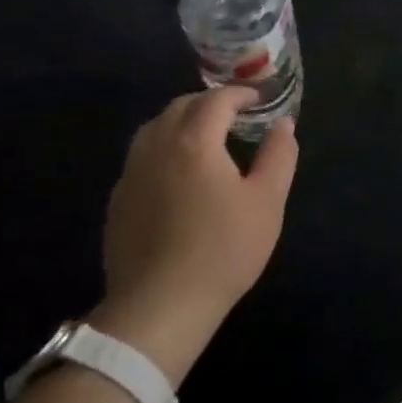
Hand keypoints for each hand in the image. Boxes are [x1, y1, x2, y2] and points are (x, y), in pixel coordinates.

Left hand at [91, 88, 298, 384]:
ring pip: (154, 128)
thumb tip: (283, 124)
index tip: (258, 100)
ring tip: (204, 138)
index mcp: (194, 141)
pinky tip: (177, 174)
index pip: (216, 100)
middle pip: (180, 106)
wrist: (160, 308)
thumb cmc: (223, 250)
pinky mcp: (118, 202)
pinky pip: (140, 157)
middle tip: (234, 115)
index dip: (239, 94)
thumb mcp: (267, 201)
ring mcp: (131, 175)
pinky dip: (162, 148)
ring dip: (181, 121)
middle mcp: (157, 147)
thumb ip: (278, 155)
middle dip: (209, 103)